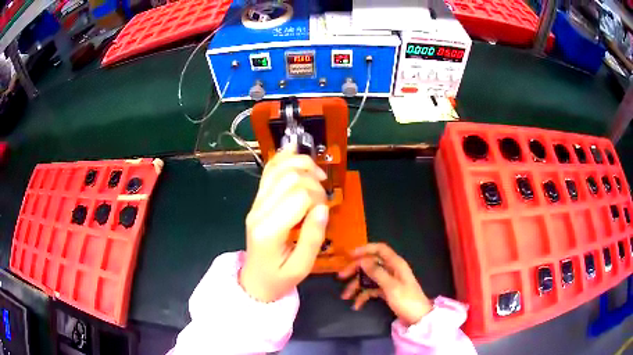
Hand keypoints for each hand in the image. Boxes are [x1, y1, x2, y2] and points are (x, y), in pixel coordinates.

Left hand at [240, 146, 328, 301]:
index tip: (325, 210)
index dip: (319, 197)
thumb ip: (313, 237)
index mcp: (270, 231)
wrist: (254, 281)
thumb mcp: (302, 267)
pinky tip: (294, 150)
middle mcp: (258, 211)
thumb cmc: (279, 278)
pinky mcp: (257, 201)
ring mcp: (255, 204)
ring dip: (301, 164)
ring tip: (317, 175)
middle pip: (289, 178)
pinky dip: (283, 158)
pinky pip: (268, 172)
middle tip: (323, 197)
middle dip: (313, 181)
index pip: (299, 197)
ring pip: (278, 169)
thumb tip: (323, 207)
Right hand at [338, 243, 432, 325]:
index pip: (380, 249)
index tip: (349, 255)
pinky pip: (371, 290)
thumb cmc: (406, 300)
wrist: (417, 318)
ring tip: (345, 296)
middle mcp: (391, 269)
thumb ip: (377, 272)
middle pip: (371, 264)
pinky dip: (363, 296)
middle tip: (341, 276)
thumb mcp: (391, 286)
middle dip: (356, 270)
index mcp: (396, 264)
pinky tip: (356, 305)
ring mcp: (389, 281)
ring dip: (356, 286)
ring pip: (369, 278)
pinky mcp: (387, 292)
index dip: (365, 249)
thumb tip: (363, 260)